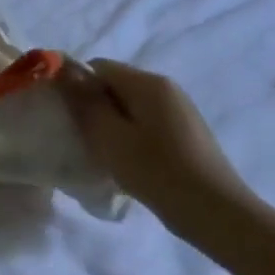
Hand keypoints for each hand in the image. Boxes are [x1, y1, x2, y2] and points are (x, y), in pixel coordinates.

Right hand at [59, 59, 258, 243]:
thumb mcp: (109, 136)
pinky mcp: (184, 132)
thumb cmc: (154, 169)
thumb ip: (85, 102)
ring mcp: (178, 110)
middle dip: (92, 106)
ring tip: (102, 153)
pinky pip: (145, 122)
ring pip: (129, 106)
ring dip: (110, 124)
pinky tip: (126, 162)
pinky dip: (128, 135)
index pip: (98, 66)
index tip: (64, 116)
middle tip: (80, 138)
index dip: (76, 86)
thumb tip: (64, 71)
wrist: (211, 208)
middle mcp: (166, 88)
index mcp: (148, 83)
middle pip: (115, 85)